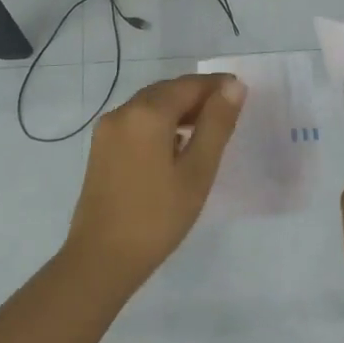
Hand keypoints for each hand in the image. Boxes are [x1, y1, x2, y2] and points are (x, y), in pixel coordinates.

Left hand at [64, 72, 245, 291]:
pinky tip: (176, 144)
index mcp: (147, 114)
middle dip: (197, 96)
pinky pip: (136, 122)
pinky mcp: (101, 148)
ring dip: (179, 109)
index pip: (189, 85)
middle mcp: (123, 112)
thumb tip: (233, 87)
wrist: (102, 257)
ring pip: (150, 105)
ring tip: (207, 129)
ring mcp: (107, 130)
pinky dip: (160, 123)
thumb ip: (216, 125)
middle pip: (167, 91)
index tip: (242, 93)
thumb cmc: (158, 216)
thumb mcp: (197, 171)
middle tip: (228, 111)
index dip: (217, 86)